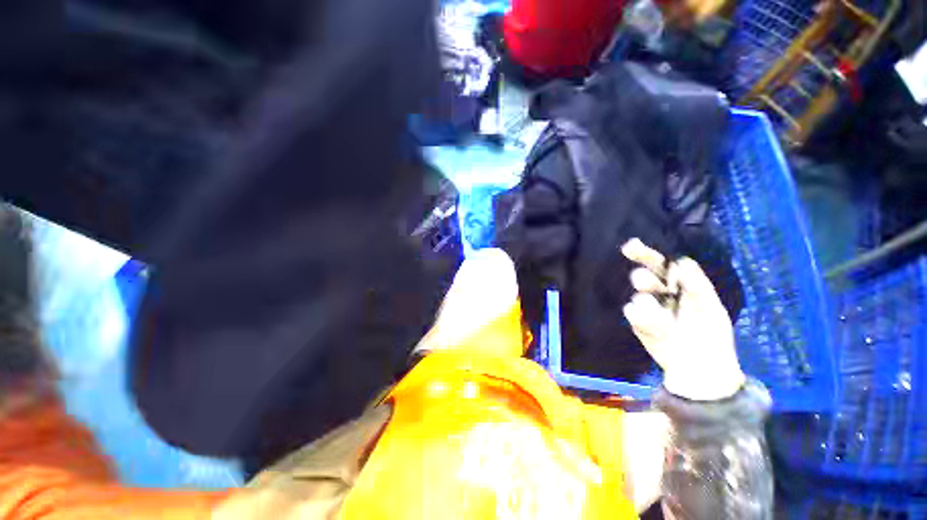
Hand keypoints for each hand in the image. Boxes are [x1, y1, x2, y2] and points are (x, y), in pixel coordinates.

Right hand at [621, 239, 744, 400]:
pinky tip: (658, 328)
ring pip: (639, 296)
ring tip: (663, 316)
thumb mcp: (711, 307)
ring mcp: (647, 308)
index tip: (630, 246)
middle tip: (644, 282)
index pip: (660, 265)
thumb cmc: (711, 335)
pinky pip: (633, 313)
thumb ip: (697, 284)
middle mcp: (660, 293)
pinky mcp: (638, 323)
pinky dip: (643, 318)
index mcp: (679, 286)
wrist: (700, 368)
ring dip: (648, 301)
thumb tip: (680, 261)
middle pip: (644, 276)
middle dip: (643, 276)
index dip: (646, 254)